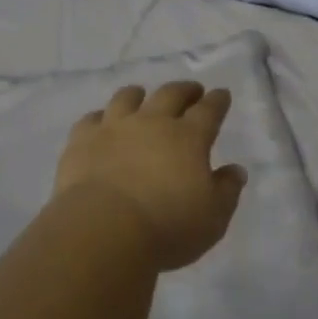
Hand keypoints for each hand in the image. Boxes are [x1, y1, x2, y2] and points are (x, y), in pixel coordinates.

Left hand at [53, 82, 247, 270]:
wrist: (103, 229)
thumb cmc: (167, 227)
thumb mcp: (213, 218)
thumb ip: (226, 191)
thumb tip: (235, 170)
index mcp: (188, 138)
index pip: (208, 111)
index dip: (217, 101)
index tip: (221, 94)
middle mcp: (151, 122)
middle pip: (170, 95)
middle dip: (184, 90)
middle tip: (191, 90)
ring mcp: (113, 127)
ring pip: (127, 98)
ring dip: (138, 95)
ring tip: (141, 95)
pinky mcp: (82, 139)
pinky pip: (91, 118)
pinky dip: (100, 118)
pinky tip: (101, 122)